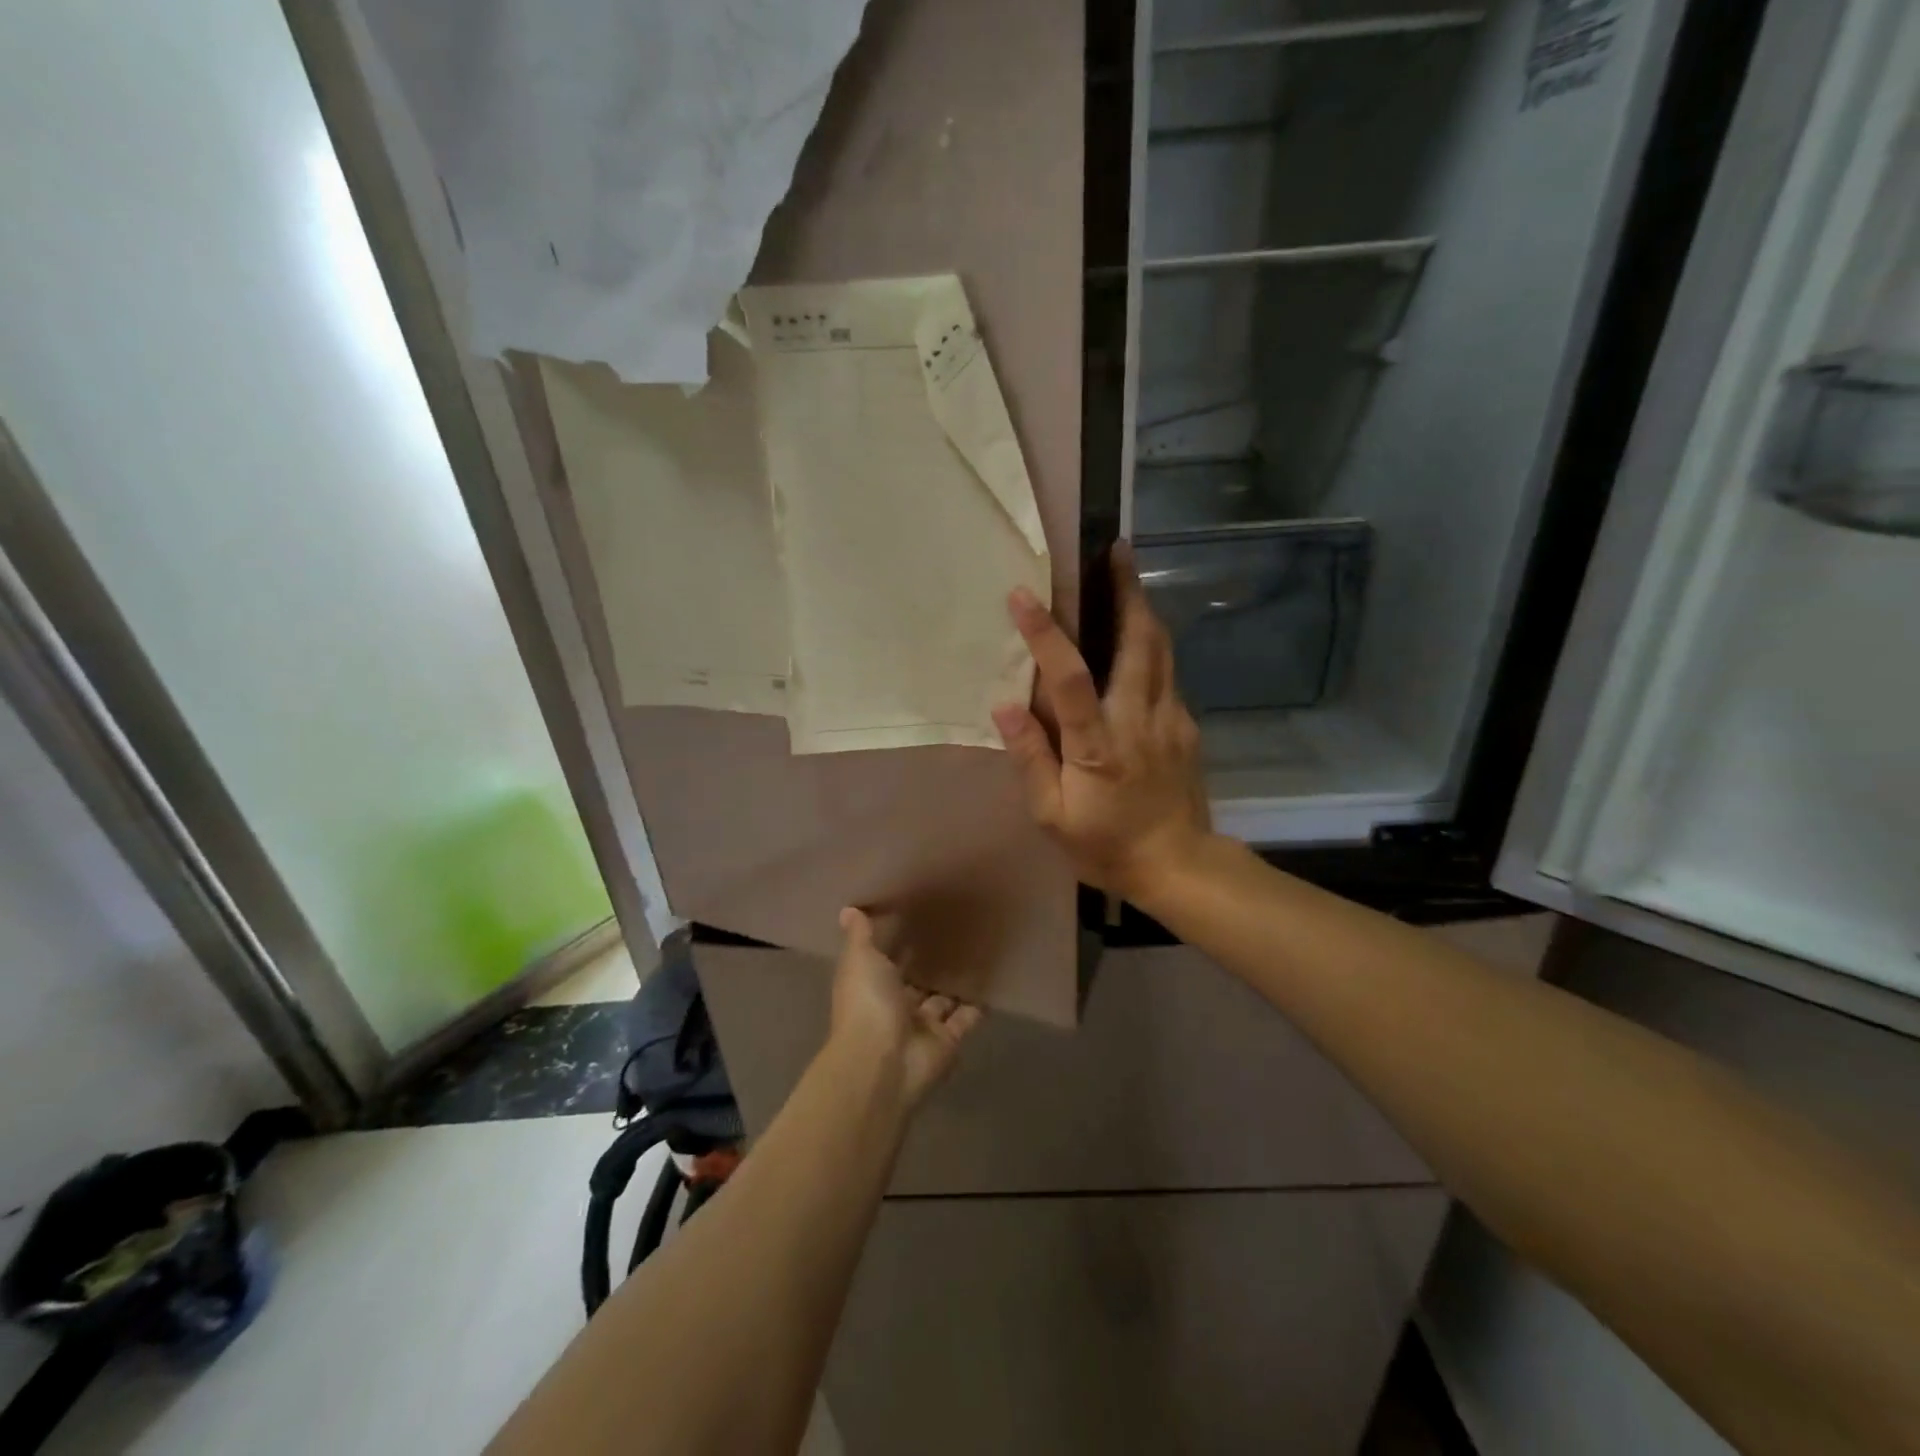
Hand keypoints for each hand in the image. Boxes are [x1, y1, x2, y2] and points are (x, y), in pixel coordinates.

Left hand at [829, 907, 982, 1109]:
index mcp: (871, 986)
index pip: (886, 961)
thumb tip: (848, 910)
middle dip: (930, 963)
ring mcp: (922, 1027)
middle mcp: (895, 1006)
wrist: (882, 1062)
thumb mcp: (859, 960)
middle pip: (916, 982)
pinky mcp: (948, 1041)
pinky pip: (966, 1018)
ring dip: (955, 983)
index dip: (898, 943)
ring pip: (942, 999)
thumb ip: (860, 936)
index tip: (917, 916)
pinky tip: (994, 981)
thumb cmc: (867, 1003)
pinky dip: (978, 1005)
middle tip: (956, 930)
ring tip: (980, 951)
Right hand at [992, 542, 1213, 902]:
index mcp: (1099, 746)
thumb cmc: (1106, 845)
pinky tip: (1139, 638)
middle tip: (1116, 551)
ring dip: (1144, 609)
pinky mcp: (1187, 726)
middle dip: (1127, 592)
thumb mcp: (1053, 817)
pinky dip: (1152, 645)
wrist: (1179, 866)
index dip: (1046, 635)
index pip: (1070, 680)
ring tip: (1129, 576)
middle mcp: (1140, 720)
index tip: (1024, 595)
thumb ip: (1030, 759)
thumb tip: (1005, 707)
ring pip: (1162, 650)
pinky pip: (1168, 674)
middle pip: (1139, 643)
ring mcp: (1171, 719)